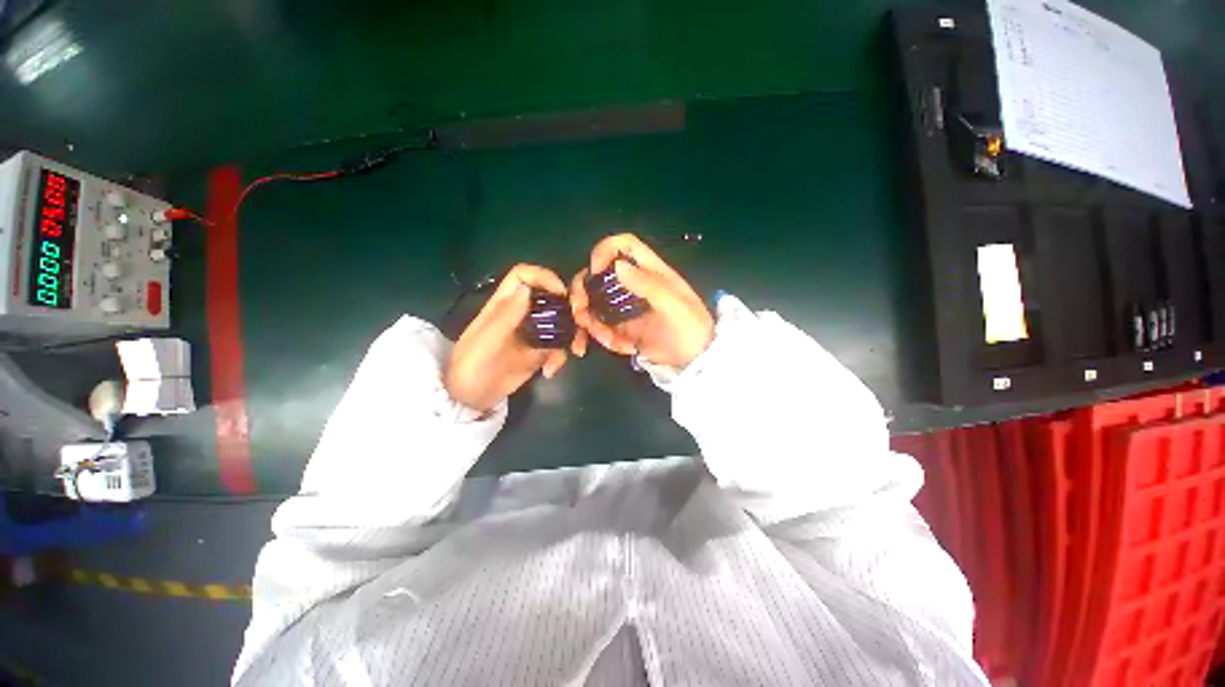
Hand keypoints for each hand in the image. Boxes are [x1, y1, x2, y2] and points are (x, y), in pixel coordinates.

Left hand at [445, 265, 570, 412]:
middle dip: (570, 309)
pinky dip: (561, 357)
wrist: (471, 399)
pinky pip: (559, 346)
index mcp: (504, 304)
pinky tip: (550, 372)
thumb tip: (526, 289)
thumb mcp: (485, 342)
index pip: (524, 276)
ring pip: (562, 322)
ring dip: (572, 335)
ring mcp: (533, 332)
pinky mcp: (540, 351)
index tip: (561, 294)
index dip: (544, 277)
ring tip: (575, 352)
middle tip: (580, 324)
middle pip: (551, 297)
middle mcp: (522, 313)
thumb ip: (505, 317)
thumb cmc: (471, 367)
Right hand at [570, 234, 713, 368]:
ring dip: (592, 322)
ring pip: (594, 304)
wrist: (695, 360)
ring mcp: (625, 307)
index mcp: (649, 271)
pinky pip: (602, 327)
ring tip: (609, 341)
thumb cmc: (690, 327)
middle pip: (597, 276)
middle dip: (582, 293)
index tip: (595, 272)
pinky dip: (605, 338)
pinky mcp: (621, 326)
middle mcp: (632, 285)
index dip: (604, 251)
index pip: (623, 246)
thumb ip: (648, 285)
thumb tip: (617, 265)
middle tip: (580, 314)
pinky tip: (623, 348)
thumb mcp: (674, 305)